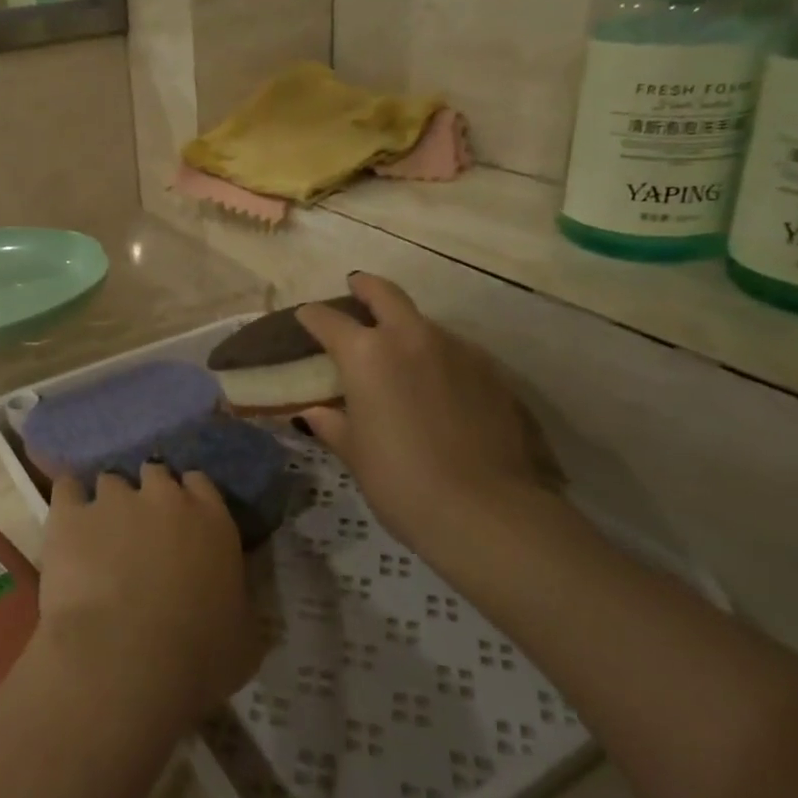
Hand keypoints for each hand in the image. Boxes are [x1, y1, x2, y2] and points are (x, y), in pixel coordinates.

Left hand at [33, 466, 263, 731]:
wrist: (125, 660)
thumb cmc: (198, 656)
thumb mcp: (245, 638)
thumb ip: (242, 606)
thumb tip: (239, 604)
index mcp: (212, 520)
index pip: (201, 484)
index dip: (189, 498)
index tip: (182, 521)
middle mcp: (164, 497)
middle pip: (155, 473)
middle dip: (148, 495)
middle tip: (140, 528)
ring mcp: (114, 500)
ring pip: (111, 481)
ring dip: (109, 502)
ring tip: (100, 532)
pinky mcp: (70, 514)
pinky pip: (67, 489)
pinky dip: (68, 501)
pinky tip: (66, 524)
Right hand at [294, 274, 560, 562]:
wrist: (485, 510)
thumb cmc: (400, 481)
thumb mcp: (355, 453)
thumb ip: (333, 424)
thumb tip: (316, 412)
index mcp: (366, 354)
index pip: (329, 320)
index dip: (313, 316)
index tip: (305, 316)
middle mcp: (411, 338)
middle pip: (385, 294)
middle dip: (365, 287)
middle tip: (355, 287)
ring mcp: (457, 349)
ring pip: (423, 322)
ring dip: (405, 325)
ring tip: (398, 349)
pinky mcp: (491, 370)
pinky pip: (454, 350)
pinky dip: (436, 354)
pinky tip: (436, 382)